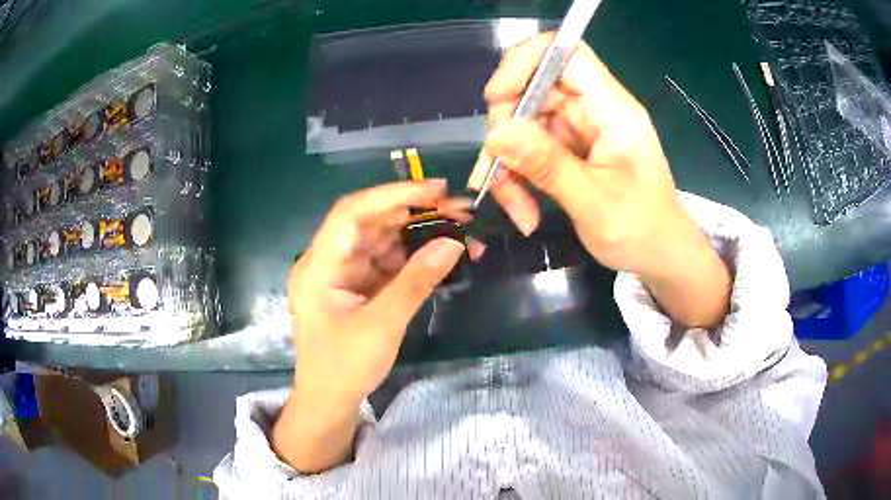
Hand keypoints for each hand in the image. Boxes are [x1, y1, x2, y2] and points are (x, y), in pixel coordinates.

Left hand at [274, 180, 476, 472]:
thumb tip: (453, 243)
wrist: (328, 401)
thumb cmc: (344, 368)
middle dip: (415, 212)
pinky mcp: (357, 285)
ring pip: (383, 239)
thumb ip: (417, 281)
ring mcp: (343, 272)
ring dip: (420, 233)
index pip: (353, 213)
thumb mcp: (382, 325)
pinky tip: (442, 253)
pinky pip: (387, 261)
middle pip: (372, 222)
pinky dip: (414, 257)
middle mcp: (328, 260)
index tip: (435, 189)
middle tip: (459, 209)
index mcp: (319, 265)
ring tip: (461, 229)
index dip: (393, 194)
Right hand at [469, 34, 729, 327]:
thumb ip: (546, 164)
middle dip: (508, 130)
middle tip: (496, 173)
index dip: (526, 62)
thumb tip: (496, 133)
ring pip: (525, 123)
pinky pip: (531, 148)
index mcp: (612, 109)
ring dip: (510, 163)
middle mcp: (594, 109)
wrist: (660, 255)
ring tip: (517, 207)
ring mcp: (581, 129)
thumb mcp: (592, 202)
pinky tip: (524, 208)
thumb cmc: (641, 231)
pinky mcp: (571, 148)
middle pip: (534, 89)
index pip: (565, 53)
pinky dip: (519, 176)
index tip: (497, 98)